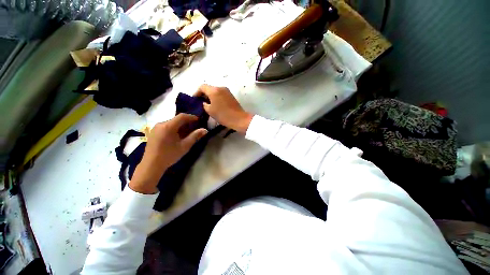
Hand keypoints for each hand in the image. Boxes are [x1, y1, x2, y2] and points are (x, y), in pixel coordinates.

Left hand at [129, 114, 207, 193]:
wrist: (151, 165)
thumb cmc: (169, 155)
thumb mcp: (185, 146)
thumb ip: (195, 136)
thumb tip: (205, 130)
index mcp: (168, 126)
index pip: (182, 116)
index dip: (191, 117)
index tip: (199, 120)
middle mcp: (161, 124)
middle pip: (176, 119)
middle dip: (186, 122)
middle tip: (194, 127)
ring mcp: (155, 128)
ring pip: (171, 122)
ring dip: (180, 125)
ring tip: (187, 132)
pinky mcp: (153, 132)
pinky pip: (166, 126)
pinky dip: (173, 128)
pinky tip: (177, 135)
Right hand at [194, 84, 253, 133]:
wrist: (239, 119)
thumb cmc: (223, 115)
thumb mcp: (210, 111)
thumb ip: (204, 104)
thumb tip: (204, 102)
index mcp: (214, 90)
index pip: (202, 87)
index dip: (197, 92)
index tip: (195, 100)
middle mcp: (221, 87)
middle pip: (209, 88)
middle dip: (204, 94)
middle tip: (200, 103)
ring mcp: (227, 91)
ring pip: (215, 91)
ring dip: (210, 96)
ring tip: (207, 105)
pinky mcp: (231, 95)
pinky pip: (221, 94)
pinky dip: (216, 98)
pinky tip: (215, 105)